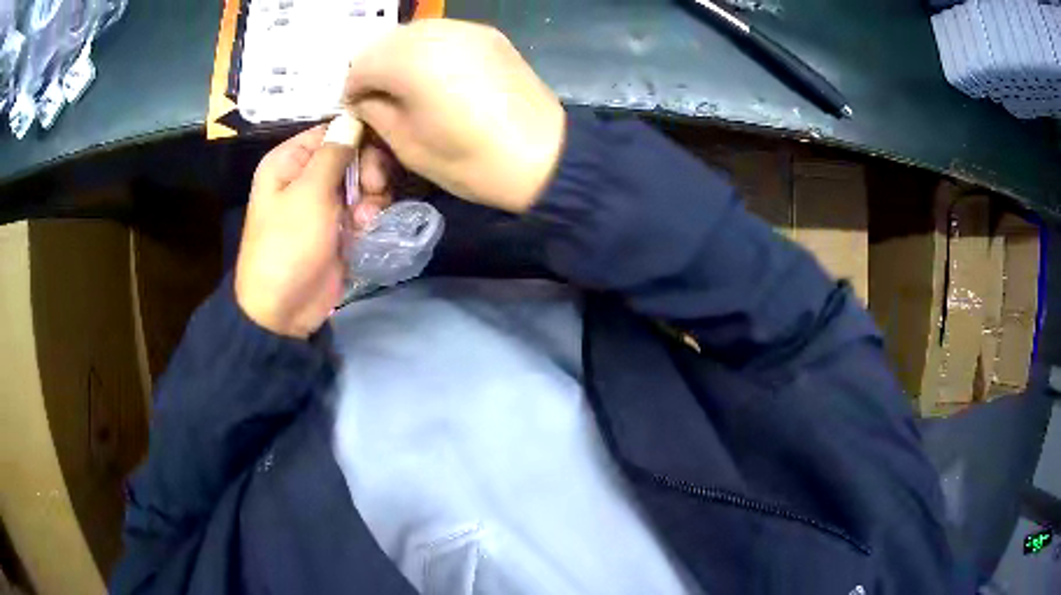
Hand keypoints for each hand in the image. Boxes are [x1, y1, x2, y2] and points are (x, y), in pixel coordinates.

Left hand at [234, 120, 393, 338]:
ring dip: (372, 195)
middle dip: (369, 169)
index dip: (359, 136)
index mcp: (290, 160)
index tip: (375, 154)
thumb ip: (334, 154)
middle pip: (354, 153)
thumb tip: (354, 118)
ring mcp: (325, 201)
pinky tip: (365, 229)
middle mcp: (307, 174)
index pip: (333, 130)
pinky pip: (365, 206)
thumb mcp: (308, 195)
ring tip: (365, 217)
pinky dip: (370, 215)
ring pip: (364, 180)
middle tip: (373, 189)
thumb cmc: (287, 245)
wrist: (283, 309)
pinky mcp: (340, 225)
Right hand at [344, 19, 565, 213]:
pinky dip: (430, 52)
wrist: (545, 157)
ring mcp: (466, 29)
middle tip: (380, 99)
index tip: (359, 112)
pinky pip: (444, 35)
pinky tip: (437, 76)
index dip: (353, 91)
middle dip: (375, 70)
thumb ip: (375, 112)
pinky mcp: (489, 35)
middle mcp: (435, 32)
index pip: (360, 65)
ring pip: (414, 34)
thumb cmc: (470, 159)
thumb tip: (363, 98)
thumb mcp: (407, 144)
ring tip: (407, 88)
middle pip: (385, 43)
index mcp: (409, 59)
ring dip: (401, 58)